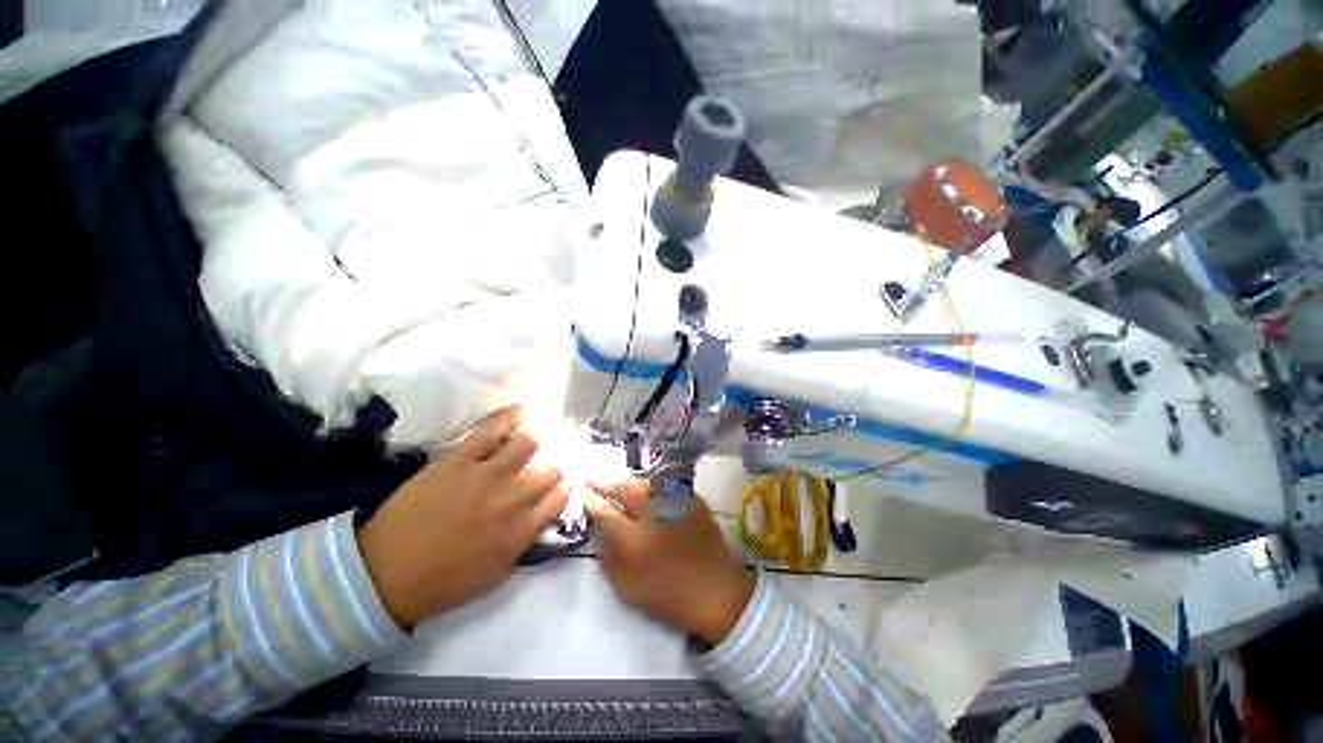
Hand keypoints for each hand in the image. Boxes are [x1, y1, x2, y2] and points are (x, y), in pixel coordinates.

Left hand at [356, 406, 566, 628]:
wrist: (384, 574)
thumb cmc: (443, 582)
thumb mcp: (496, 574)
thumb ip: (525, 542)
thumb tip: (541, 516)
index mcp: (522, 531)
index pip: (560, 498)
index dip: (567, 486)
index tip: (567, 480)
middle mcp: (513, 499)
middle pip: (551, 469)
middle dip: (555, 464)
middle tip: (549, 460)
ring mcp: (486, 476)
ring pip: (529, 442)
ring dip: (538, 438)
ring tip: (538, 433)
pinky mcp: (459, 459)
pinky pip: (492, 429)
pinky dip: (512, 415)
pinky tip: (523, 410)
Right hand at [584, 478, 753, 645]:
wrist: (716, 592)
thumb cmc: (668, 596)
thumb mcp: (627, 588)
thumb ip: (608, 555)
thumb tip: (598, 528)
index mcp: (634, 540)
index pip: (604, 510)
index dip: (590, 498)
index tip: (580, 489)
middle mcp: (653, 514)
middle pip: (623, 486)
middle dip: (604, 479)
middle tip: (592, 477)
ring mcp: (675, 502)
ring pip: (644, 480)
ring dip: (626, 479)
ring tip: (616, 480)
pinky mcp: (692, 499)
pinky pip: (666, 484)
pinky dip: (650, 483)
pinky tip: (645, 487)